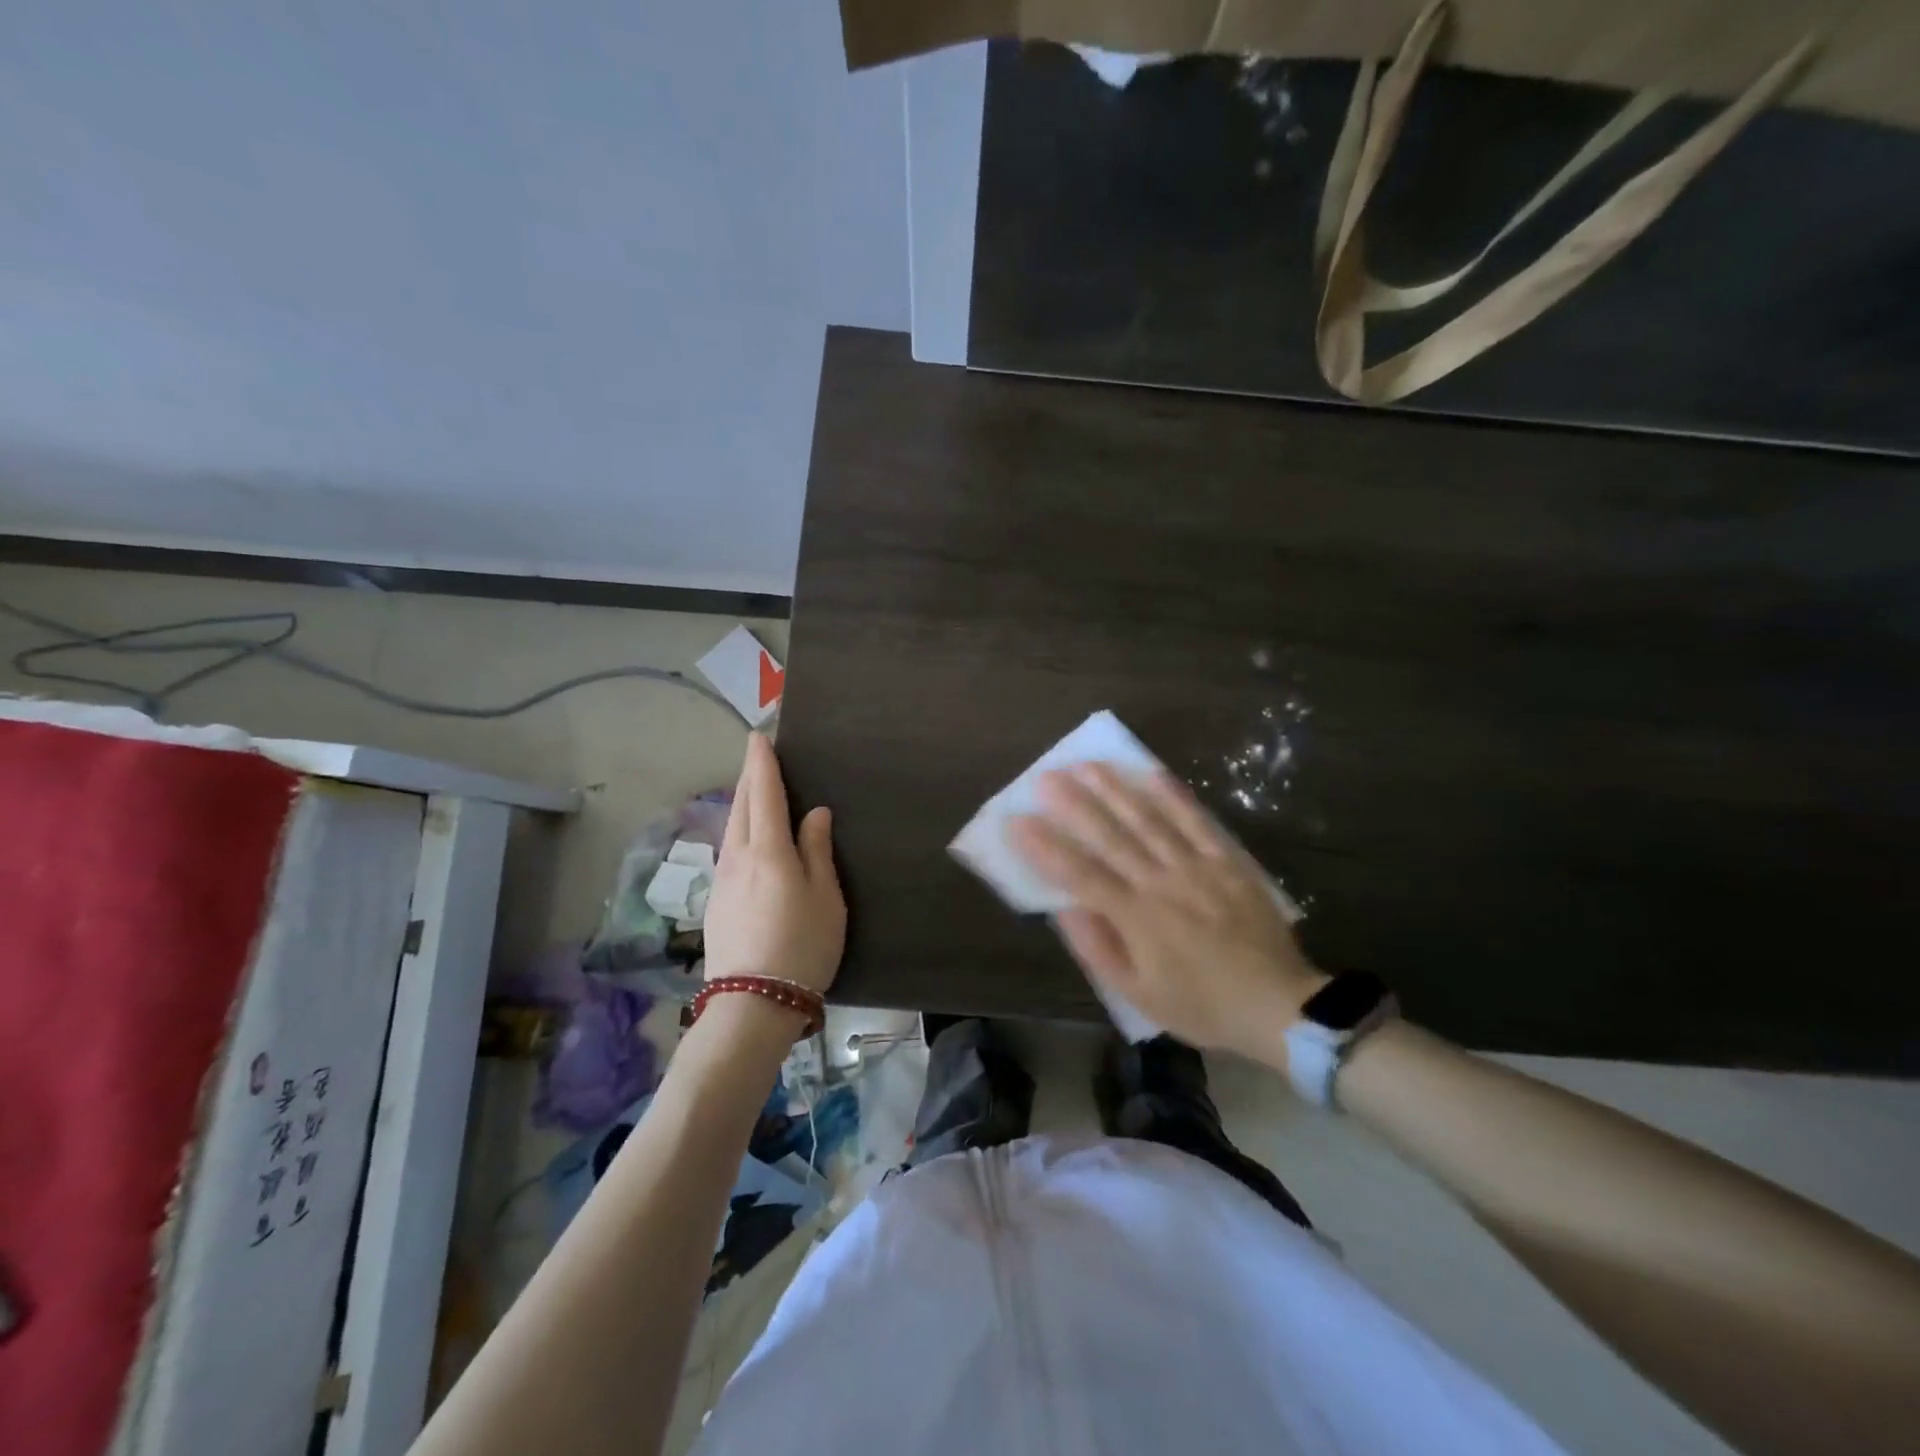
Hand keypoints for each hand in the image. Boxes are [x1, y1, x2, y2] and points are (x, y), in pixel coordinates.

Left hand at [702, 734, 844, 995]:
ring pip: (731, 828)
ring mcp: (723, 880)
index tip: (758, 736)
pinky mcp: (716, 902)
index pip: (763, 793)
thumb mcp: (825, 897)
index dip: (761, 763)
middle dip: (748, 777)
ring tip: (753, 790)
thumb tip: (813, 813)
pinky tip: (746, 837)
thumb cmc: (802, 945)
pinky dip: (738, 829)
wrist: (753, 1004)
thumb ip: (816, 850)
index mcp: (768, 850)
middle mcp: (739, 857)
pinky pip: (729, 850)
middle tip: (757, 755)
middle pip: (740, 806)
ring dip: (741, 802)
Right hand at [1007, 764, 1325, 1065]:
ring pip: (1148, 820)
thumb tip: (1064, 909)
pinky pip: (1197, 822)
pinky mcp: (1226, 862)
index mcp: (1136, 917)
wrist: (1279, 1005)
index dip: (1046, 846)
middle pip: (1111, 836)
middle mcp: (1160, 883)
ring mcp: (1196, 867)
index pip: (1080, 874)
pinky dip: (1173, 796)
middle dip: (1075, 805)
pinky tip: (1151, 773)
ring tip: (1089, 765)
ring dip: (1115, 790)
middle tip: (1047, 777)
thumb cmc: (1202, 1005)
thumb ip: (1099, 950)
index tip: (1018, 820)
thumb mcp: (1140, 996)